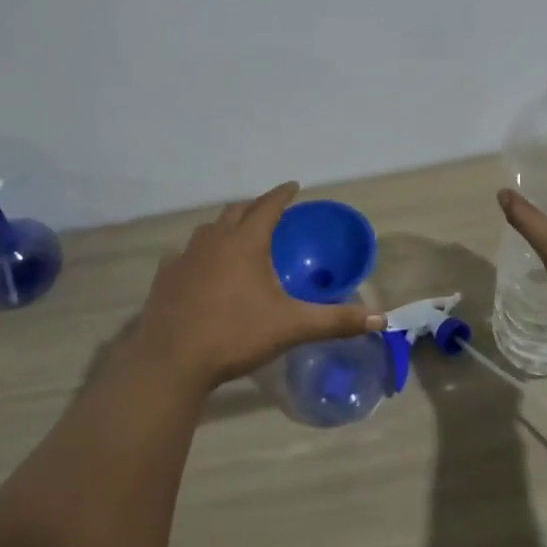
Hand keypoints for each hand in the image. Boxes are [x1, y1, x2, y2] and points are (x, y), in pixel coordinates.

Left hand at [131, 183, 383, 393]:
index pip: (268, 206)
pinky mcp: (166, 276)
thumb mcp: (291, 327)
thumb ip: (335, 320)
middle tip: (270, 211)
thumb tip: (380, 319)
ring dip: (226, 226)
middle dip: (255, 206)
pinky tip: (199, 266)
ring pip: (208, 229)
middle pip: (236, 210)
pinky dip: (198, 252)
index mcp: (246, 242)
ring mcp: (185, 256)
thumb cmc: (235, 335)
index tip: (293, 186)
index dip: (282, 194)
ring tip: (237, 236)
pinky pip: (184, 253)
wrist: (172, 360)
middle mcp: (214, 240)